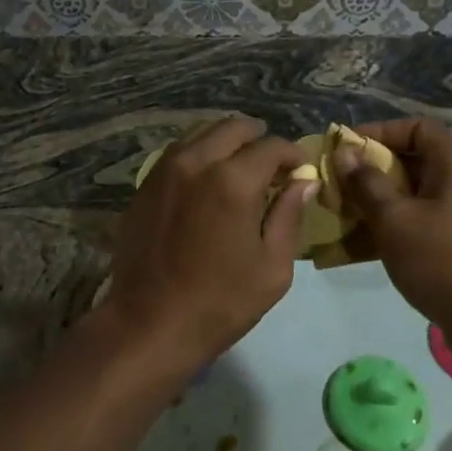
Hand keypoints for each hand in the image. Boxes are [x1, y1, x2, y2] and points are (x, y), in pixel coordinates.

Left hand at [104, 117, 310, 375]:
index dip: (292, 154)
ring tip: (240, 167)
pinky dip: (200, 153)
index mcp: (233, 181)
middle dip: (259, 138)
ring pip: (202, 132)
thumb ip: (290, 216)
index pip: (271, 147)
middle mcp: (197, 162)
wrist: (149, 324)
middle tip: (272, 165)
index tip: (301, 169)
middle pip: (234, 127)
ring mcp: (166, 168)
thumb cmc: (220, 303)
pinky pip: (179, 150)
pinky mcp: (146, 182)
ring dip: (227, 141)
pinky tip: (208, 178)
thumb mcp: (272, 268)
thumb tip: (305, 181)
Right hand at [335, 118, 451, 334]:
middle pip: (410, 160)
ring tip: (339, 215)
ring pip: (411, 195)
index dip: (377, 133)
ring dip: (375, 202)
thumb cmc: (444, 259)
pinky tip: (357, 246)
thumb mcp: (394, 218)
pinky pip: (419, 222)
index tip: (344, 149)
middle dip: (369, 172)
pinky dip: (391, 227)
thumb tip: (344, 153)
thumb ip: (365, 182)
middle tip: (335, 184)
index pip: (414, 128)